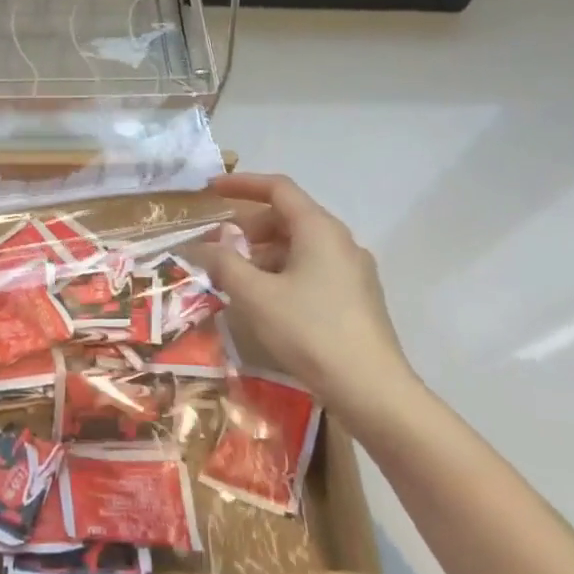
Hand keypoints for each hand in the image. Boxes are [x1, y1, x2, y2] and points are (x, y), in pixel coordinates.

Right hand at [206, 173, 419, 426]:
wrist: (371, 389)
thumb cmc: (309, 331)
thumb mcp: (255, 295)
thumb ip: (224, 263)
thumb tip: (202, 246)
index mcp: (319, 229)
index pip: (278, 188)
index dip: (242, 184)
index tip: (211, 190)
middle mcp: (340, 241)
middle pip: (289, 217)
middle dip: (249, 226)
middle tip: (219, 247)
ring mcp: (353, 270)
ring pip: (300, 246)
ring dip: (264, 253)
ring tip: (237, 279)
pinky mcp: (357, 297)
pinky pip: (312, 268)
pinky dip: (283, 272)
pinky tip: (266, 301)